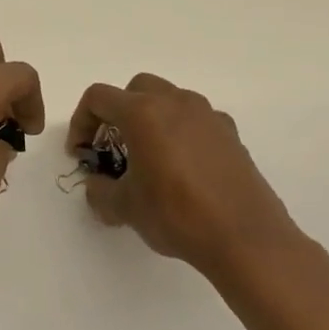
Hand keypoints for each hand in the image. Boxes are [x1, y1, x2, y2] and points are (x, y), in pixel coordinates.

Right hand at [66, 73, 307, 281]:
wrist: (247, 240)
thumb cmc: (176, 215)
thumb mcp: (124, 207)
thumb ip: (100, 190)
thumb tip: (98, 185)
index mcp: (143, 113)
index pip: (98, 98)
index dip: (81, 122)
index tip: (82, 153)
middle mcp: (176, 103)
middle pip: (135, 89)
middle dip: (118, 113)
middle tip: (113, 147)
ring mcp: (208, 117)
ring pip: (169, 101)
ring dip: (151, 120)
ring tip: (148, 158)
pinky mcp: (232, 136)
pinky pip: (196, 121)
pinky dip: (180, 134)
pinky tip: (182, 169)